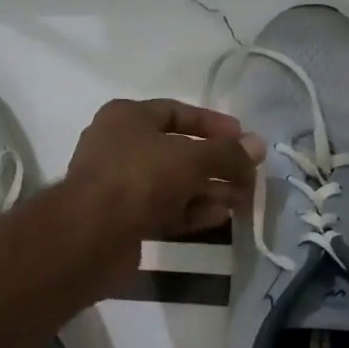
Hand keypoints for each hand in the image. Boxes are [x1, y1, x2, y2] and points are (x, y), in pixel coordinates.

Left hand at [65, 99, 263, 249]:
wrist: (90, 235)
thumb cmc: (139, 178)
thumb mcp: (190, 158)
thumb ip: (227, 153)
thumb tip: (258, 146)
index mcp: (126, 117)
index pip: (176, 112)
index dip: (212, 124)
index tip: (244, 139)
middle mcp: (119, 146)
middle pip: (177, 151)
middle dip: (216, 164)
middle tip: (250, 177)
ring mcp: (118, 184)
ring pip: (172, 183)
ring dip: (208, 190)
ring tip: (243, 200)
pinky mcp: (122, 219)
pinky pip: (163, 209)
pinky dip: (191, 211)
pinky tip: (220, 217)